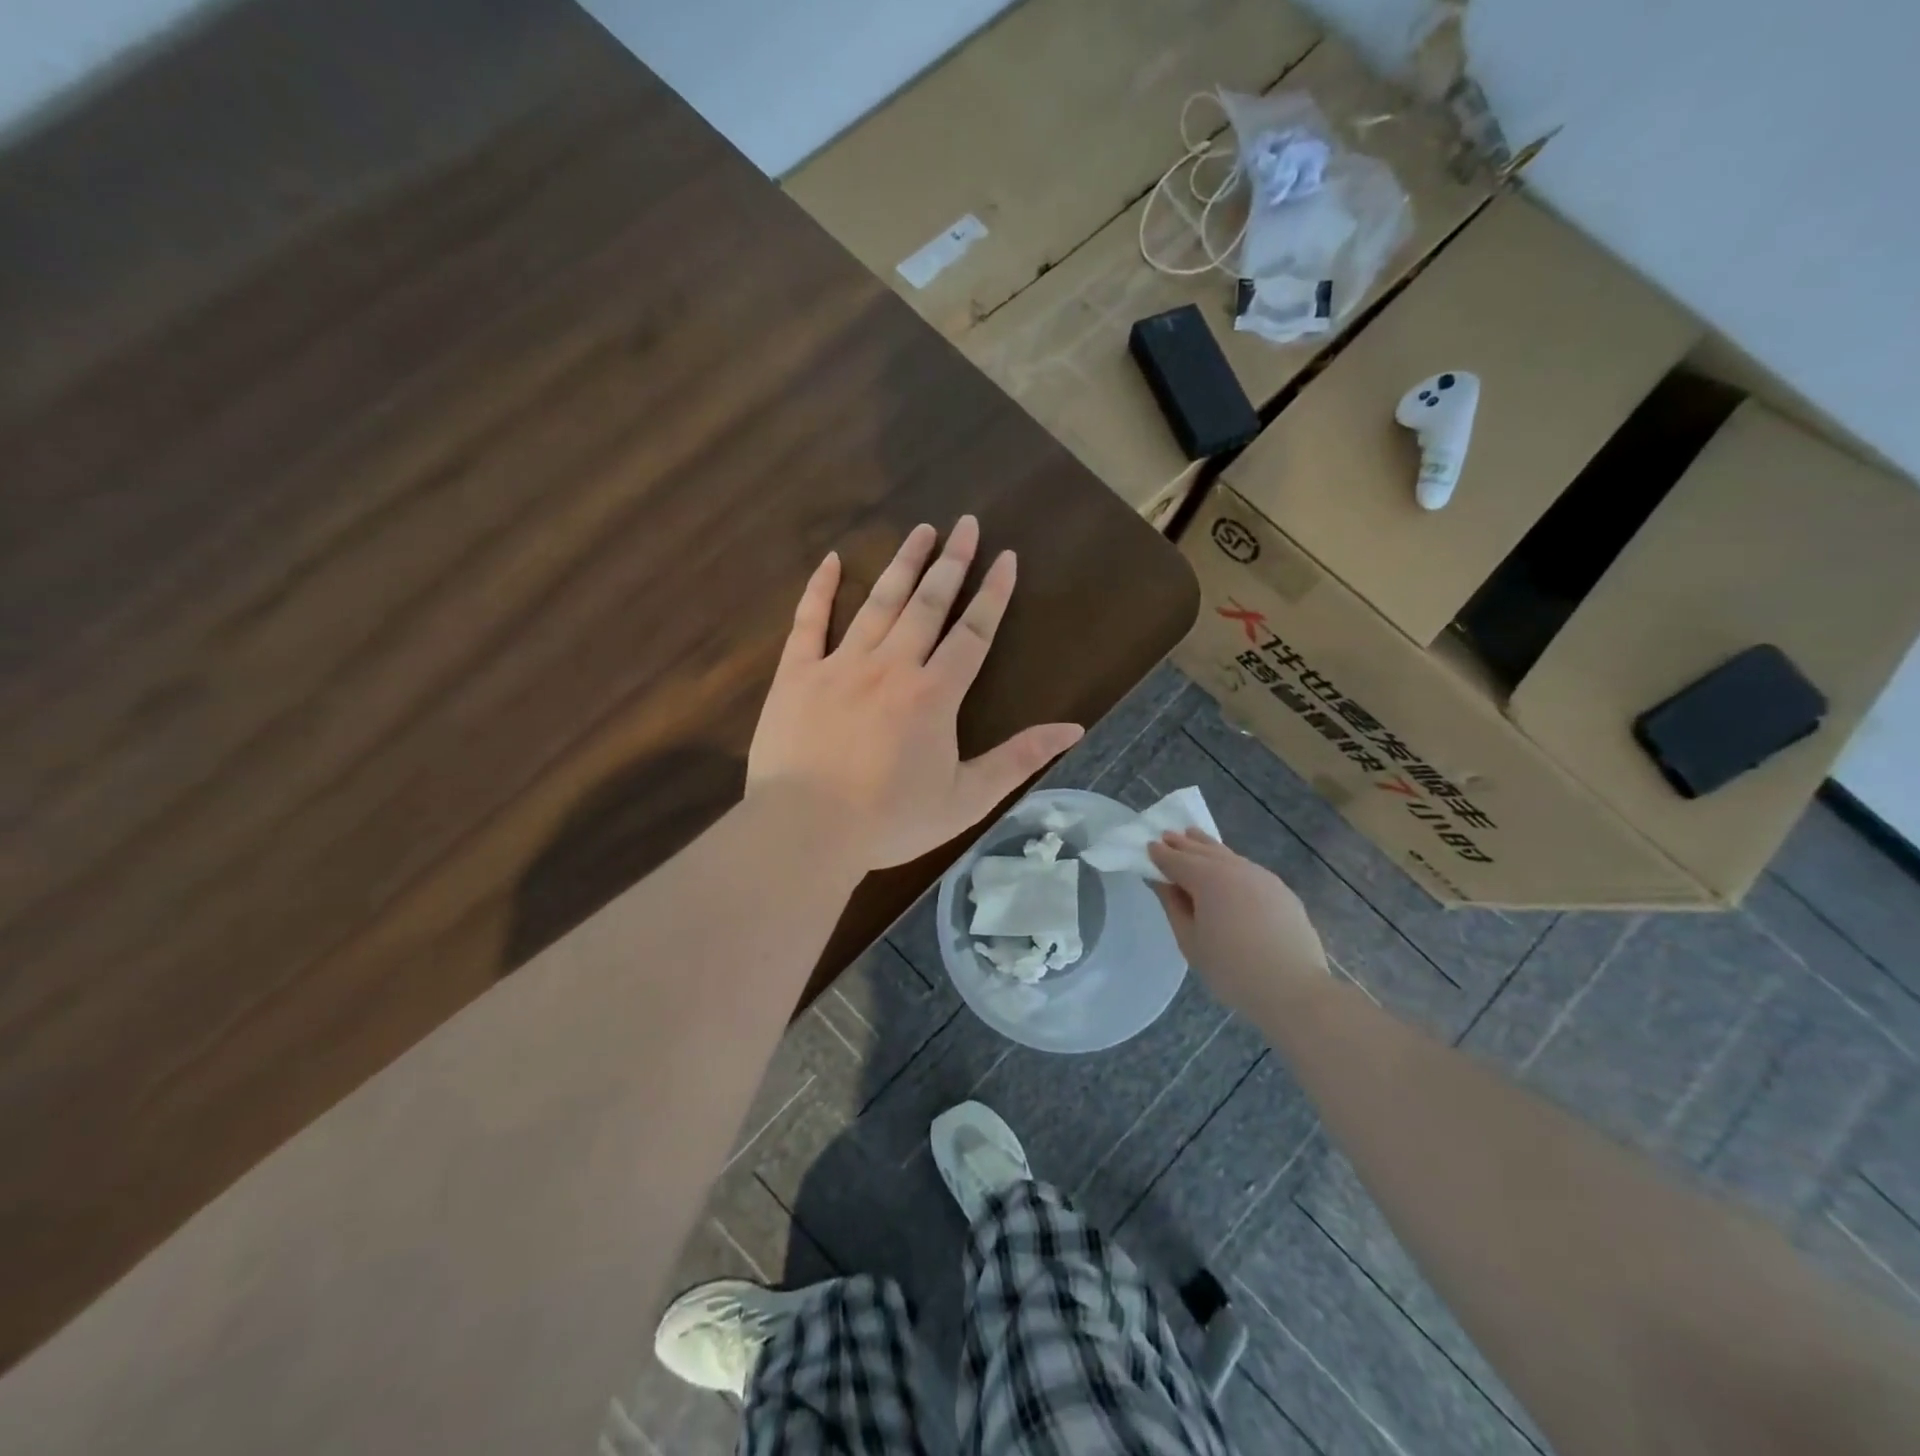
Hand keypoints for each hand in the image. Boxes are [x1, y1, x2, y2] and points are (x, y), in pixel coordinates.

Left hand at [747, 517, 1084, 871]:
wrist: (806, 830)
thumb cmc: (890, 820)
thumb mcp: (966, 799)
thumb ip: (1018, 759)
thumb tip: (1073, 729)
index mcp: (934, 694)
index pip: (973, 633)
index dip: (993, 594)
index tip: (1006, 558)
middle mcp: (892, 666)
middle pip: (928, 604)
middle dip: (952, 563)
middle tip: (966, 524)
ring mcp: (841, 665)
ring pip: (878, 602)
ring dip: (902, 563)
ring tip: (921, 530)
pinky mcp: (797, 674)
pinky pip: (809, 621)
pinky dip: (821, 589)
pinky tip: (832, 560)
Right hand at [1147, 829, 1327, 1016]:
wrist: (1294, 988)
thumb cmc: (1232, 969)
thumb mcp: (1190, 941)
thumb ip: (1173, 905)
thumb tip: (1161, 882)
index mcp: (1208, 879)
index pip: (1176, 859)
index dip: (1160, 854)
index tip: (1147, 846)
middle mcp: (1235, 868)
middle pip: (1202, 850)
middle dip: (1182, 843)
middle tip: (1167, 836)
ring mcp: (1262, 876)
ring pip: (1228, 855)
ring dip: (1207, 846)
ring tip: (1193, 837)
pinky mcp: (1281, 890)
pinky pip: (1247, 868)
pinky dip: (1230, 862)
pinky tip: (1227, 868)